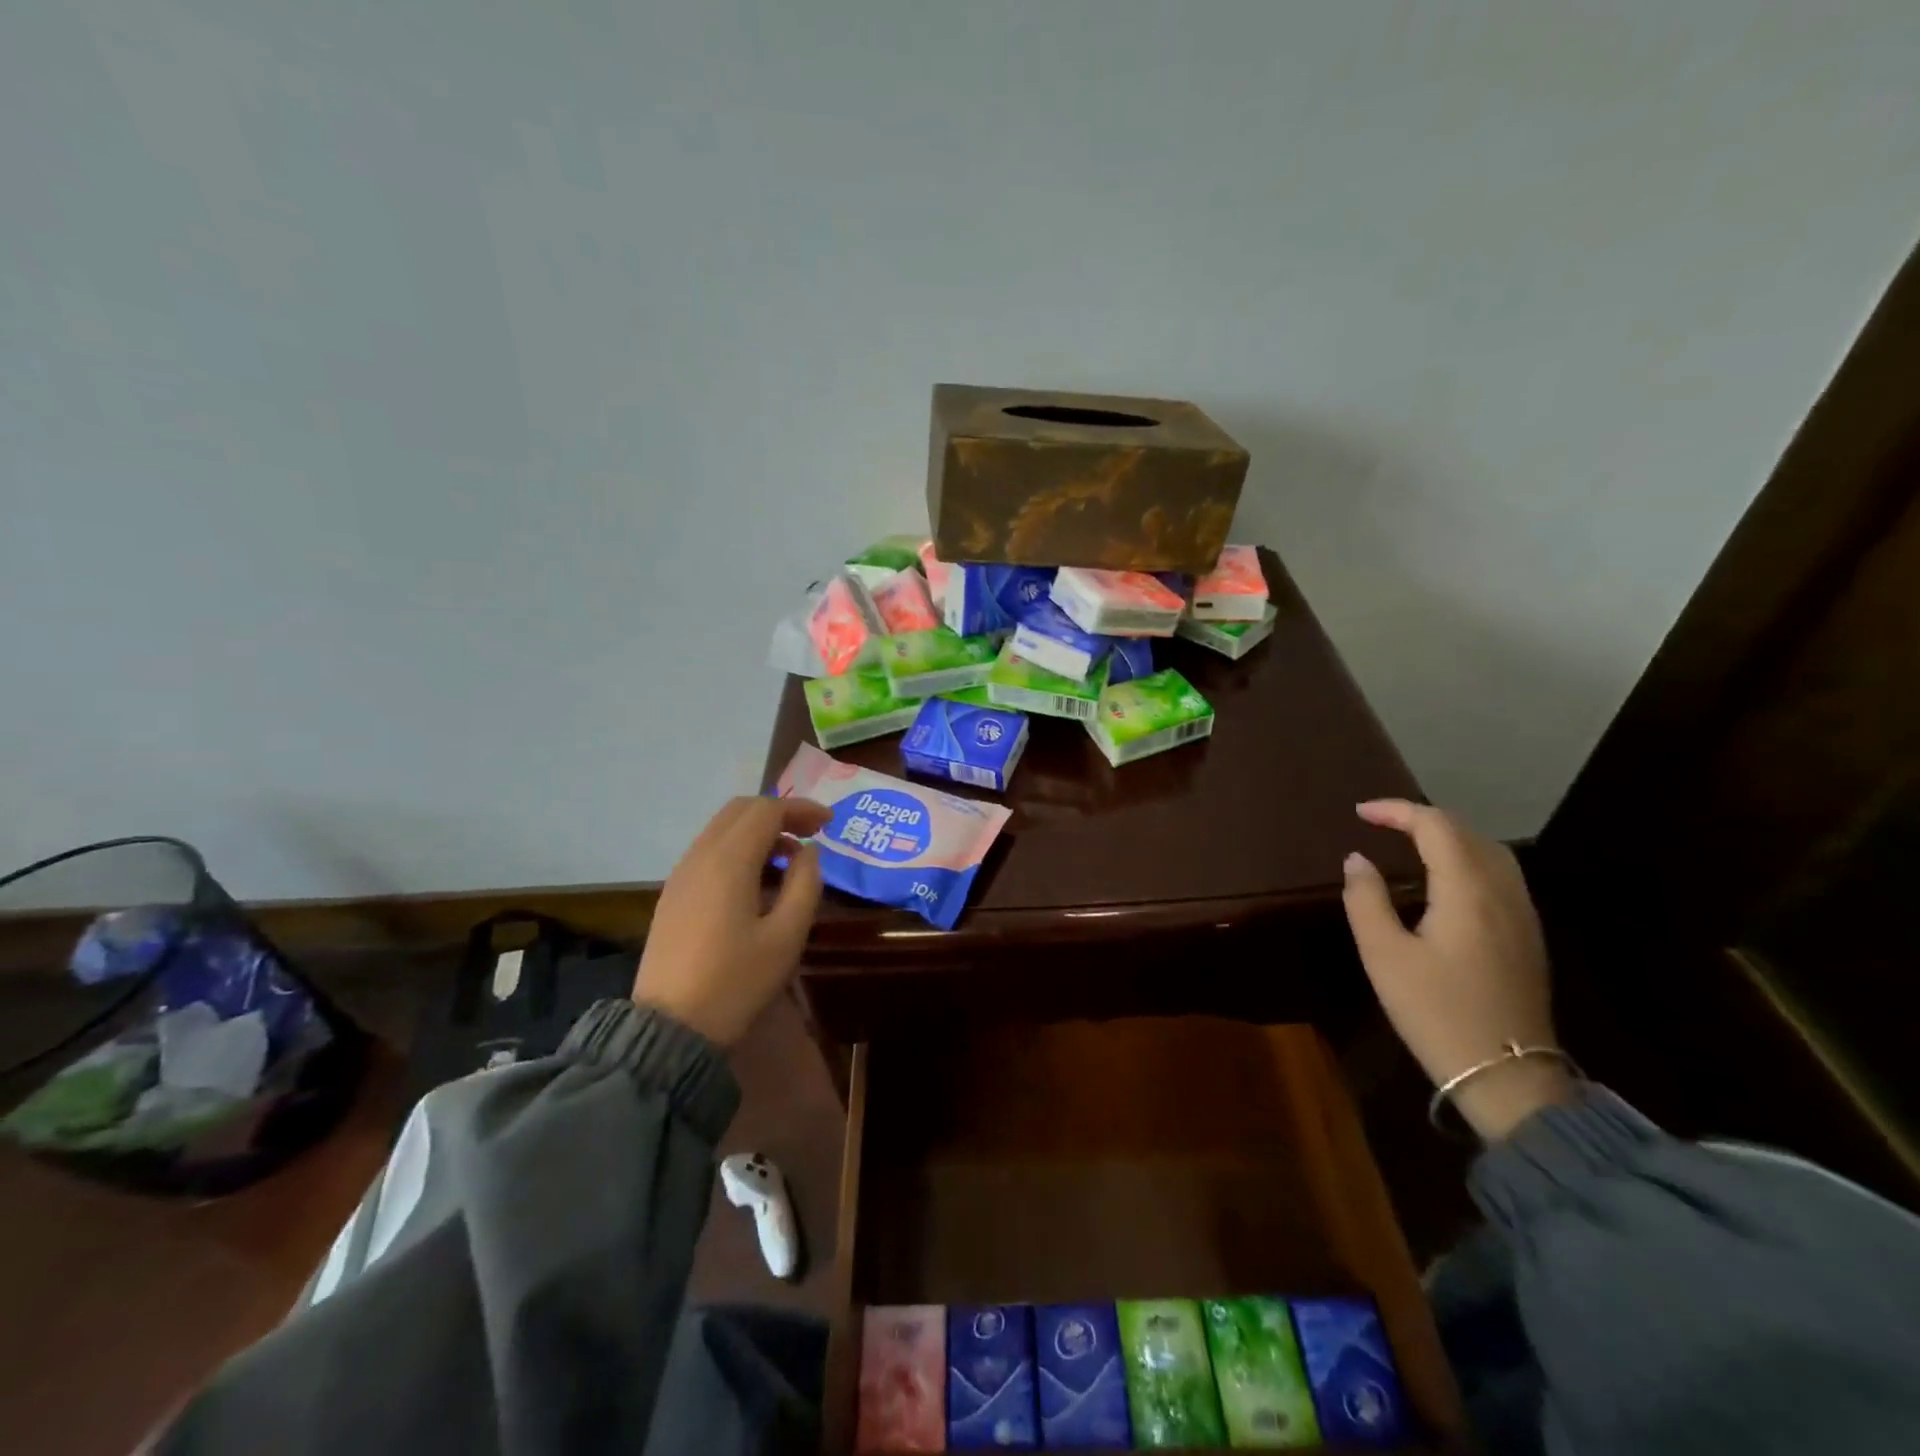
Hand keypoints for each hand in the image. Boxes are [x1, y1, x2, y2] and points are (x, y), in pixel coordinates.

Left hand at [632, 796, 830, 1047]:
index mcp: (728, 861)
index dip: (802, 808)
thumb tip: (808, 852)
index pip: (767, 810)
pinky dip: (739, 850)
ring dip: (758, 832)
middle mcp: (700, 856)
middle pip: (741, 810)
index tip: (830, 823)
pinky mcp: (673, 895)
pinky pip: (709, 852)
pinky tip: (758, 883)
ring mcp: (681, 875)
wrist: (670, 1030)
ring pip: (722, 829)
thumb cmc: (736, 982)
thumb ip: (805, 884)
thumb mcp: (786, 936)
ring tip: (789, 862)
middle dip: (779, 813)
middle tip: (811, 835)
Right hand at [1341, 799, 1569, 1139]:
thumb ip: (1366, 899)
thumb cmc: (1436, 1011)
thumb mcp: (1384, 955)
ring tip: (1410, 842)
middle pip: (1467, 832)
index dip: (1397, 810)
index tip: (1360, 812)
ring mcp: (1522, 914)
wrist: (1507, 1075)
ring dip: (1449, 836)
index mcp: (1467, 890)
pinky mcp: (1526, 935)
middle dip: (1423, 818)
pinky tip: (1445, 878)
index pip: (1435, 826)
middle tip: (1381, 823)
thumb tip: (1357, 860)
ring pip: (1490, 851)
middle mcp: (1502, 892)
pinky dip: (1467, 858)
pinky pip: (1499, 874)